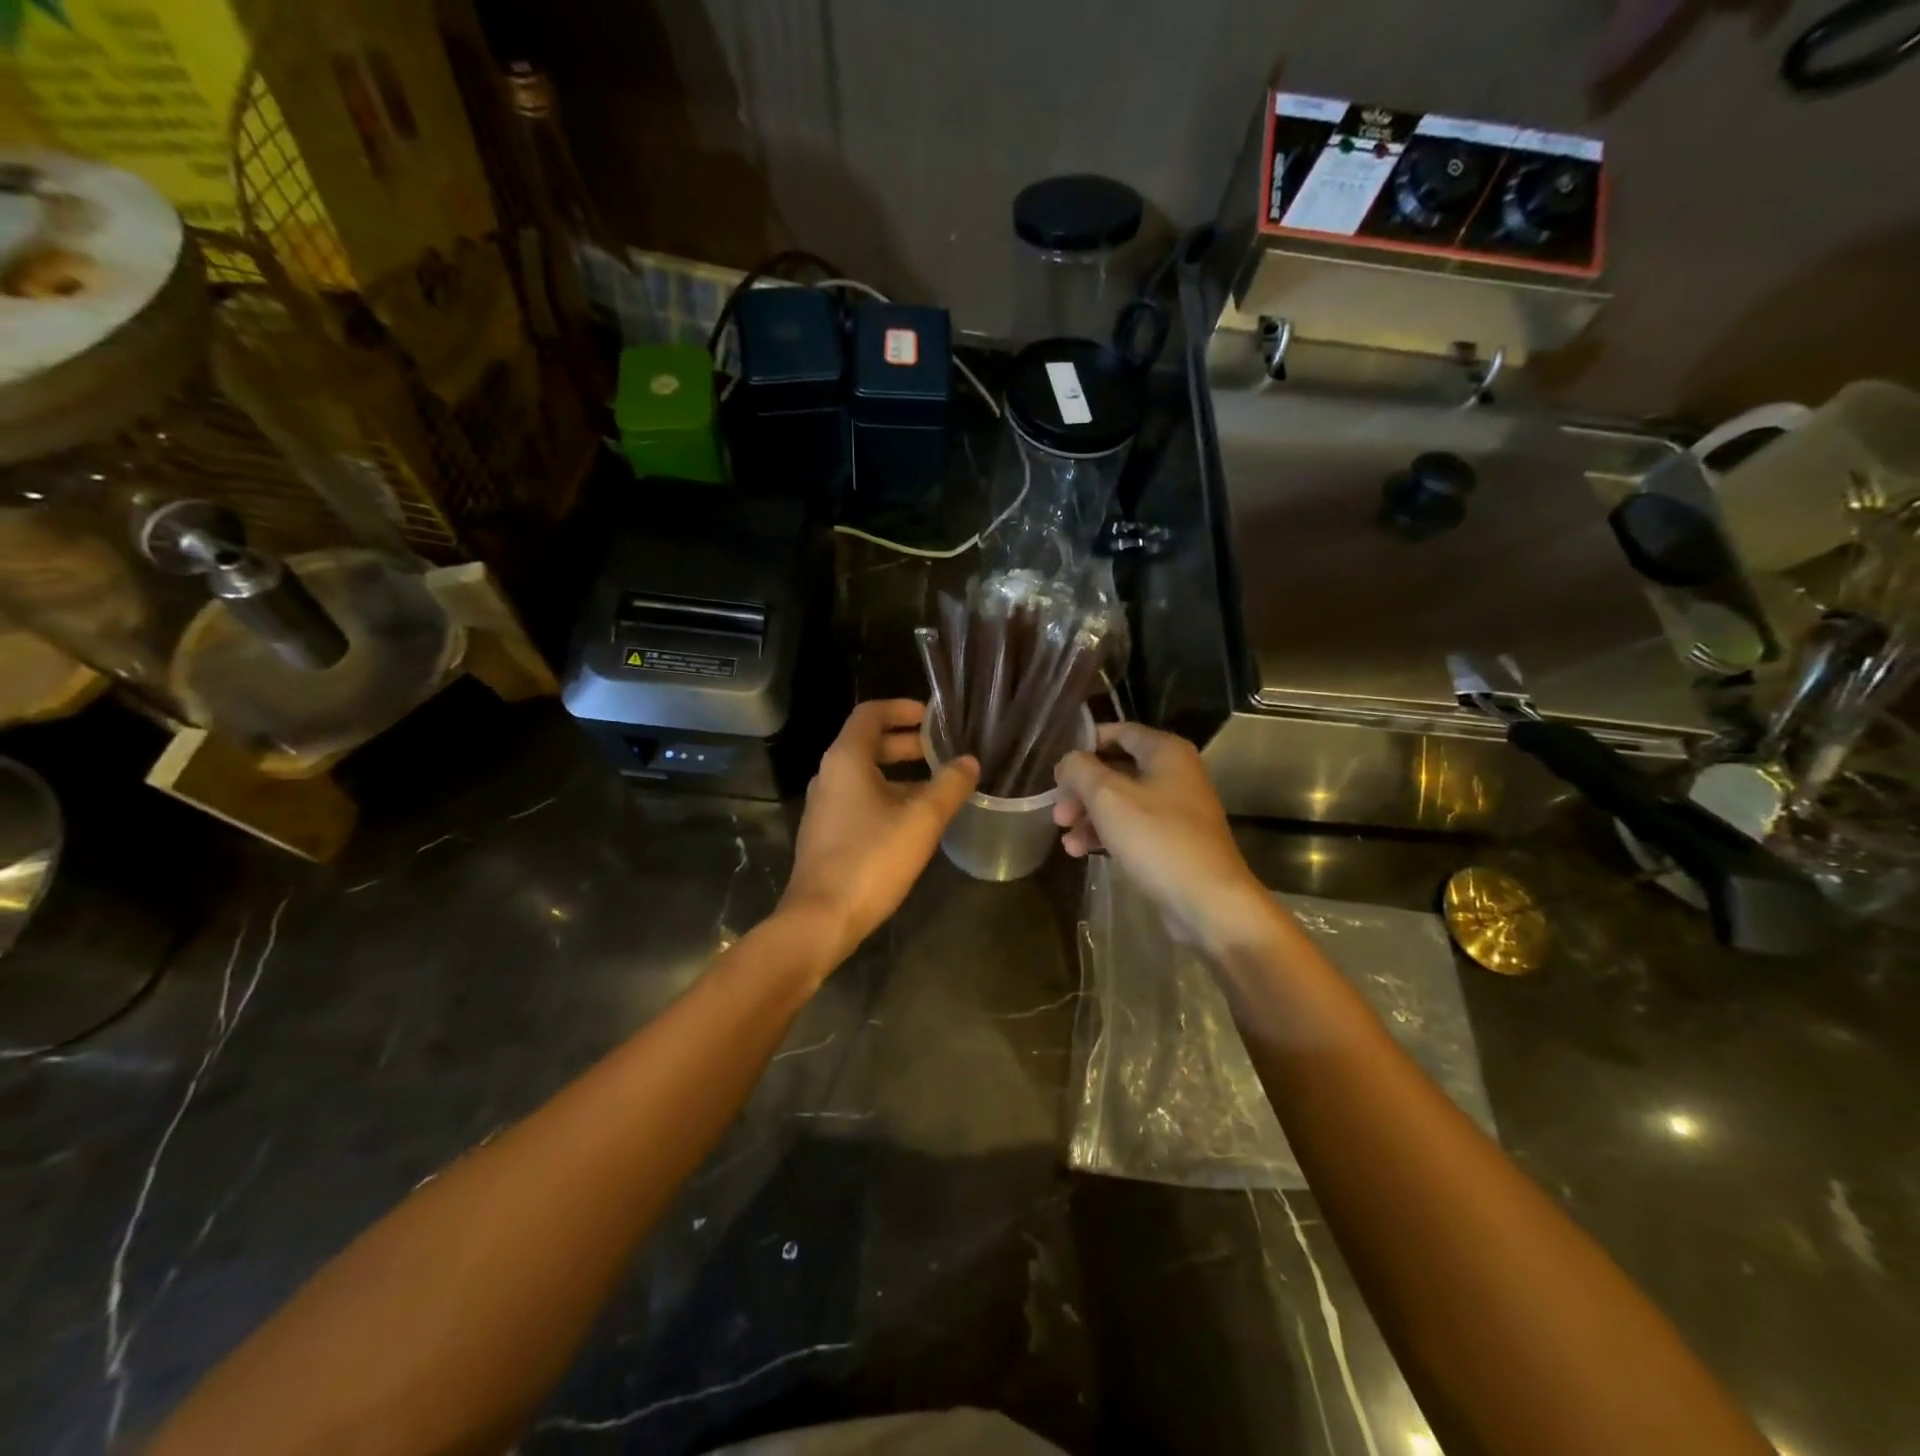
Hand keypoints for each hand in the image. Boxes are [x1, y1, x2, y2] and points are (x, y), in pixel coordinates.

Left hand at [780, 700, 978, 965]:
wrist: (821, 918)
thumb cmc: (871, 859)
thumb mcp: (921, 819)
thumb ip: (949, 785)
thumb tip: (969, 761)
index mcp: (846, 760)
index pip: (871, 714)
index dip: (902, 708)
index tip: (933, 716)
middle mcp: (830, 775)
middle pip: (869, 744)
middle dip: (907, 743)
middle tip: (943, 750)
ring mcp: (825, 807)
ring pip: (866, 776)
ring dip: (901, 774)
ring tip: (938, 786)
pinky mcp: (827, 834)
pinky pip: (860, 801)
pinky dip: (888, 797)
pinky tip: (914, 821)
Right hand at [1054, 723, 1277, 952]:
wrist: (1207, 901)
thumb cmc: (1157, 838)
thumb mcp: (1108, 796)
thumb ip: (1080, 770)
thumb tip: (1067, 763)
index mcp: (1165, 752)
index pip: (1119, 732)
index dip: (1085, 744)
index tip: (1057, 767)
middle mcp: (1174, 774)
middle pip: (1116, 769)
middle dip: (1082, 789)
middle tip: (1058, 812)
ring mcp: (1175, 810)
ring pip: (1121, 802)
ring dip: (1089, 816)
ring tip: (1066, 839)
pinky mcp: (1172, 842)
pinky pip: (1132, 828)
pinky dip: (1106, 834)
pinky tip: (1080, 852)